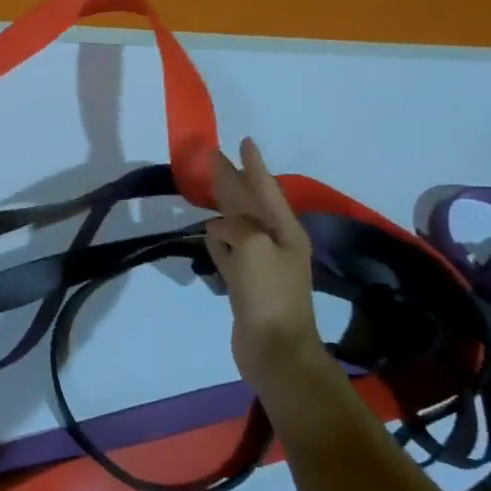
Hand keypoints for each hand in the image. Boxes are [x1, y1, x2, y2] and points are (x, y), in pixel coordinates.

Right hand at [204, 138, 326, 386]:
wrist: (276, 348)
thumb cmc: (270, 293)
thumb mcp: (254, 247)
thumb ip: (235, 227)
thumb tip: (218, 228)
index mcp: (284, 230)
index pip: (264, 188)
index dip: (253, 165)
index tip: (244, 141)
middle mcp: (274, 242)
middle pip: (249, 204)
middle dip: (233, 181)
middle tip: (213, 159)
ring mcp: (259, 264)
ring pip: (237, 226)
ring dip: (223, 208)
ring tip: (207, 192)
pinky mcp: (244, 284)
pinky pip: (228, 252)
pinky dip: (217, 240)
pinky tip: (207, 232)